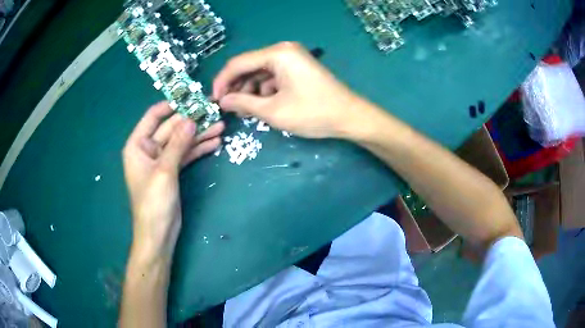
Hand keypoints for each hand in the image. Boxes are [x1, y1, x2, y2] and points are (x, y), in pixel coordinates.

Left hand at [122, 102, 223, 258]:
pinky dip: (199, 149)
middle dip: (191, 121)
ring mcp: (161, 161)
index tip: (190, 98)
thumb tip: (191, 120)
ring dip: (199, 135)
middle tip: (213, 112)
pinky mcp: (172, 171)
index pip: (153, 116)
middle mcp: (148, 149)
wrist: (158, 234)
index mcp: (138, 145)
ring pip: (181, 141)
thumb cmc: (153, 202)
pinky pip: (186, 155)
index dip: (171, 105)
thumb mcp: (164, 170)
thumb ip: (177, 144)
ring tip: (221, 127)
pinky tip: (215, 144)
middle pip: (171, 128)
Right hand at [213, 42, 369, 138]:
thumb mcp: (273, 111)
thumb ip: (243, 104)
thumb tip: (222, 102)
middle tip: (228, 109)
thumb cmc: (313, 113)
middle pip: (248, 66)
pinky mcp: (297, 68)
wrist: (349, 117)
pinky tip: (262, 106)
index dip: (222, 82)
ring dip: (249, 91)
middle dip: (236, 88)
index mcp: (277, 53)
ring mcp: (291, 58)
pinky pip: (272, 77)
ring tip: (245, 111)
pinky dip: (264, 91)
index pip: (238, 64)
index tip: (214, 101)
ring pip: (259, 73)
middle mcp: (283, 50)